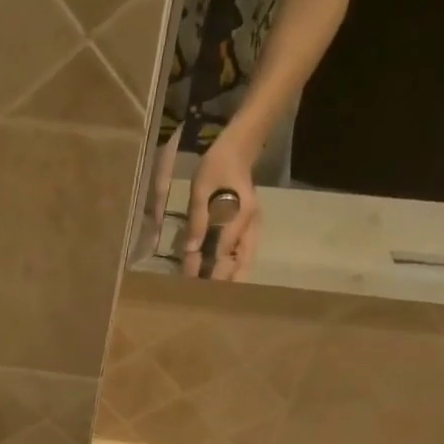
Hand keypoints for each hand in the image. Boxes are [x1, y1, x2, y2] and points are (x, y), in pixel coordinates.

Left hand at [181, 131, 262, 281]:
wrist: (238, 148)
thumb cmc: (217, 166)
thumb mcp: (200, 190)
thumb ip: (197, 220)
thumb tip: (190, 249)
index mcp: (240, 215)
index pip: (223, 251)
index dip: (207, 267)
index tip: (191, 280)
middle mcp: (251, 224)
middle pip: (242, 262)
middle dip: (225, 279)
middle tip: (207, 295)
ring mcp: (253, 225)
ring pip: (246, 259)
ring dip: (232, 276)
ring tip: (215, 291)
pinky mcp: (250, 225)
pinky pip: (245, 252)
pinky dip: (234, 265)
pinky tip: (222, 274)